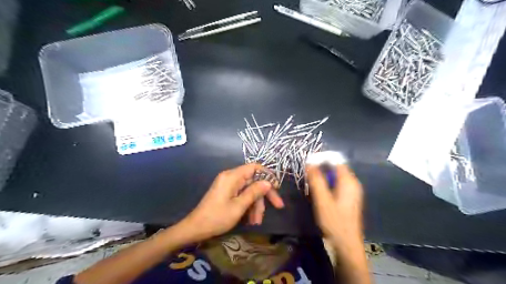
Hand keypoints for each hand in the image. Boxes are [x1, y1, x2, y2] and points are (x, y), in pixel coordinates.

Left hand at [182, 164, 283, 241]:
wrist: (195, 228)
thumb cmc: (217, 217)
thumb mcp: (239, 206)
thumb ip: (254, 192)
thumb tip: (268, 182)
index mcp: (232, 176)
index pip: (255, 167)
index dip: (268, 175)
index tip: (277, 187)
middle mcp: (231, 177)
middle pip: (254, 180)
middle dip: (264, 195)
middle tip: (277, 207)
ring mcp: (229, 185)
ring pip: (249, 190)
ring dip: (256, 205)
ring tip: (257, 221)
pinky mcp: (227, 193)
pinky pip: (242, 195)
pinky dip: (248, 206)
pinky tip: (250, 220)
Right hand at [305, 166, 363, 244]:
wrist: (346, 244)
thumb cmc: (334, 221)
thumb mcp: (322, 199)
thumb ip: (316, 180)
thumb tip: (309, 162)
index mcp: (349, 181)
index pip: (336, 160)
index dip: (322, 158)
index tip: (308, 161)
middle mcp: (353, 183)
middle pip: (336, 167)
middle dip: (321, 167)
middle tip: (307, 173)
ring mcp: (352, 190)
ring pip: (335, 176)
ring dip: (323, 176)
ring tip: (310, 181)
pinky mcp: (349, 197)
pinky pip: (337, 184)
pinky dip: (327, 183)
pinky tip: (319, 191)